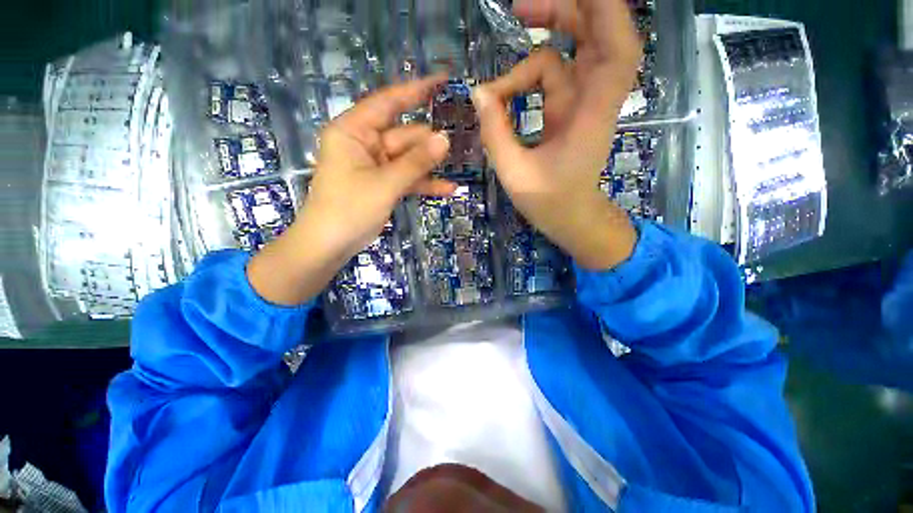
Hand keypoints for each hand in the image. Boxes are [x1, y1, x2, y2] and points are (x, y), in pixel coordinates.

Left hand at [248, 76, 455, 305]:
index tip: (442, 81)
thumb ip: (415, 162)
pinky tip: (447, 190)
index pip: (388, 102)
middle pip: (403, 136)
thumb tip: (444, 139)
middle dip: (428, 144)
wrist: (329, 245)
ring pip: (408, 159)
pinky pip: (406, 179)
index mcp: (354, 131)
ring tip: (456, 170)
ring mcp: (375, 166)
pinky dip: (424, 184)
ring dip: (429, 167)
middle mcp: (364, 144)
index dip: (415, 90)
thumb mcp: (385, 184)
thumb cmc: (349, 209)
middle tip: (455, 149)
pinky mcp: (382, 185)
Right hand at [473, 0, 642, 269]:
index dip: (605, 13)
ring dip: (548, 33)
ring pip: (572, 53)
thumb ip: (495, 133)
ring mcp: (581, 104)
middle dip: (566, 12)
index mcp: (590, 116)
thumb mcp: (514, 172)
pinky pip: (554, 76)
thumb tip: (478, 93)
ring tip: (515, 24)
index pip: (616, 50)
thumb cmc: (548, 202)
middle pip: (598, 37)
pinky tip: (506, 88)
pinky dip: (530, 73)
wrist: (569, 217)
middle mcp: (593, 101)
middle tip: (521, 8)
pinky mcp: (568, 111)